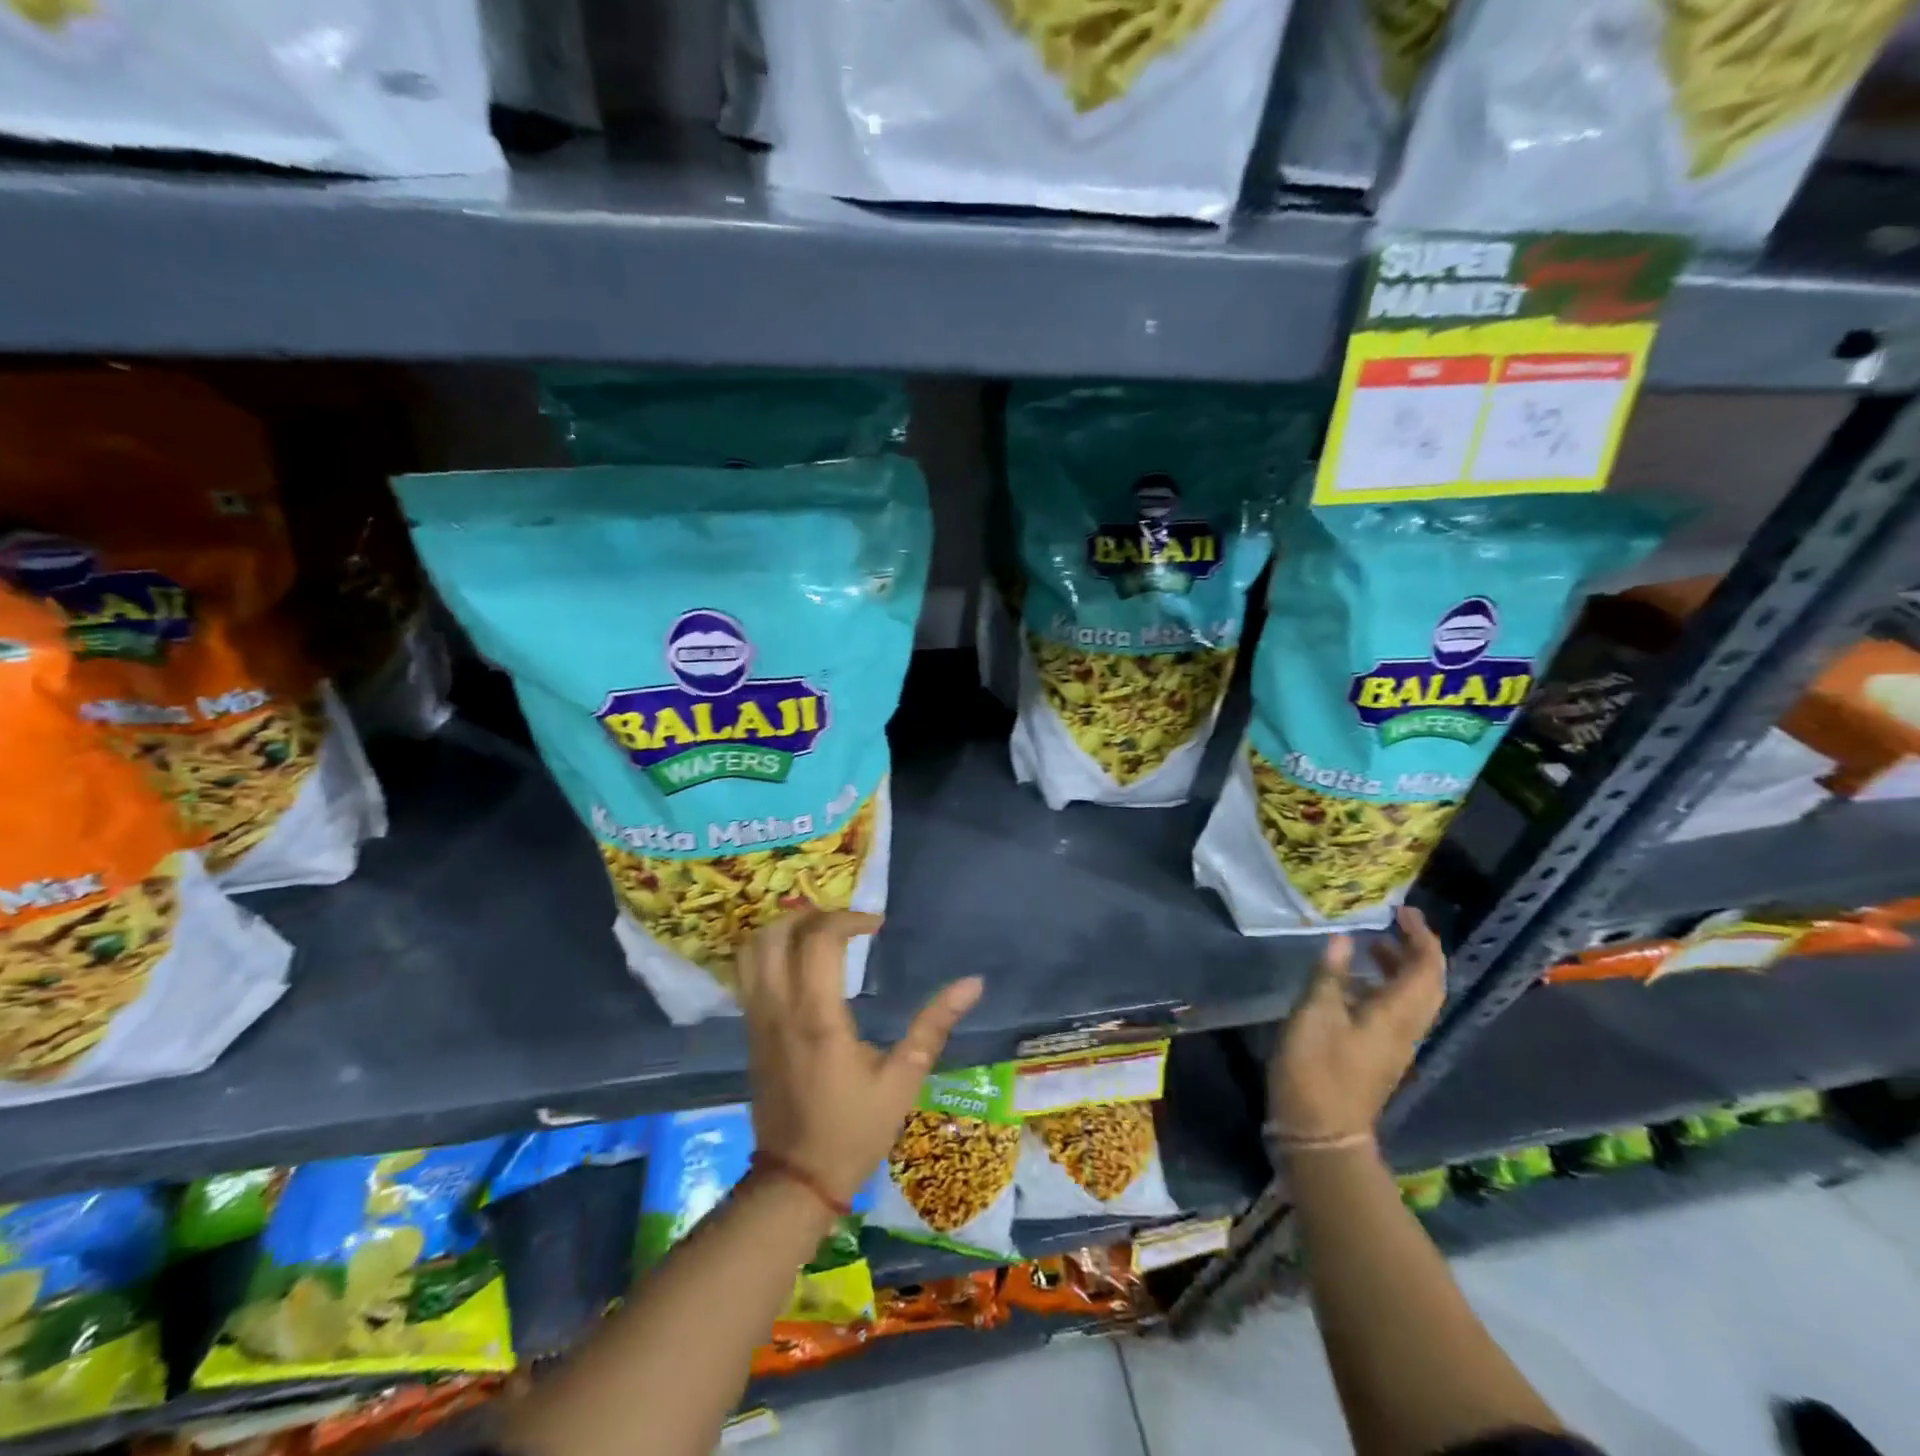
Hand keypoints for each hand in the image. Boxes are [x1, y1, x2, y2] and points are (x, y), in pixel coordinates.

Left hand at [739, 908, 983, 1203]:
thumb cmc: (854, 1129)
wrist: (796, 1179)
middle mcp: (780, 1008)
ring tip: (820, 933)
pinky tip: (800, 962)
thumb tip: (973, 983)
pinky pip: (749, 974)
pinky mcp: (750, 1031)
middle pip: (778, 933)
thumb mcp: (903, 1078)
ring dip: (785, 928)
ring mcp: (758, 1019)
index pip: (819, 940)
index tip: (876, 926)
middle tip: (846, 923)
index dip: (847, 919)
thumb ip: (934, 1024)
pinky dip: (771, 952)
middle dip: (813, 914)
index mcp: (817, 1017)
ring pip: (754, 950)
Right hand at [1268, 905, 1445, 1143]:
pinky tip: (1351, 984)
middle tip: (1391, 925)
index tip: (1402, 912)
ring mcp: (1393, 1045)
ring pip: (1412, 999)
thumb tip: (1343, 939)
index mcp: (1397, 1015)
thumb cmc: (1317, 1067)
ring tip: (1369, 946)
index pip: (1426, 969)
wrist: (1321, 1132)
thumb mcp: (1315, 1013)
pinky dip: (1382, 988)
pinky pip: (1393, 1012)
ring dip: (1398, 969)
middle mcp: (1406, 1029)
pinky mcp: (1377, 1056)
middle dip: (1416, 951)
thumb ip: (1330, 974)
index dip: (1420, 937)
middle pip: (1428, 985)